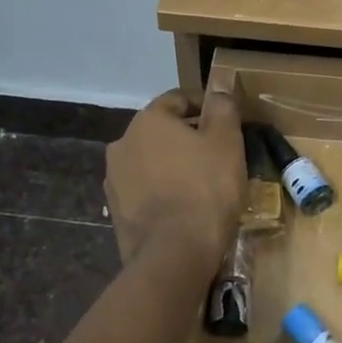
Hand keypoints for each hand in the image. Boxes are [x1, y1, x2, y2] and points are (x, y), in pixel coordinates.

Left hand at [105, 90, 244, 267]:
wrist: (174, 253)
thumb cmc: (206, 188)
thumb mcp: (226, 142)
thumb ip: (223, 109)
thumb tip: (220, 89)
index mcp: (147, 120)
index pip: (178, 100)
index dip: (206, 106)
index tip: (227, 120)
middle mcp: (122, 143)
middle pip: (162, 131)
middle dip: (189, 138)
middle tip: (219, 154)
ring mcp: (114, 180)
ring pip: (152, 162)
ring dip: (174, 165)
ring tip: (203, 183)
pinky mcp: (116, 211)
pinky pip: (145, 191)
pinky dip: (164, 191)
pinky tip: (185, 207)